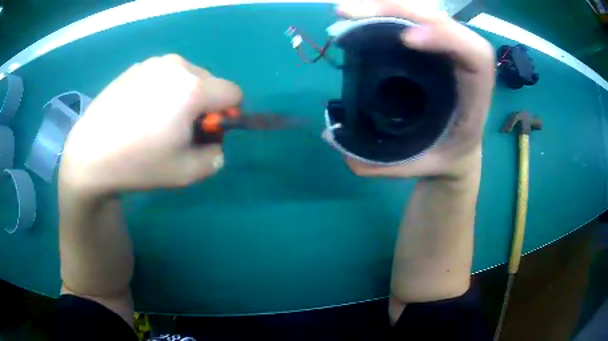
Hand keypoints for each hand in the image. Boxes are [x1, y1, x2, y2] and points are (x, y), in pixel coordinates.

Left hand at [60, 54, 241, 194]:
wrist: (89, 153)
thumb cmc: (137, 164)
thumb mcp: (185, 173)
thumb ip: (214, 158)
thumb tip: (215, 144)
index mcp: (192, 89)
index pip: (233, 92)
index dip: (228, 114)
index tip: (206, 131)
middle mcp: (176, 66)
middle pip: (210, 82)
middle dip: (203, 105)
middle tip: (177, 129)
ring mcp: (153, 63)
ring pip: (186, 76)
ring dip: (183, 96)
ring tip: (155, 120)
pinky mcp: (136, 67)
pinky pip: (163, 75)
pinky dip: (162, 90)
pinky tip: (138, 112)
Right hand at [337, 0, 493, 178]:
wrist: (458, 151)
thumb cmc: (446, 158)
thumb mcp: (420, 166)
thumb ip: (381, 162)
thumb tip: (334, 138)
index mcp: (475, 98)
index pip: (475, 56)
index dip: (447, 38)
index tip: (407, 39)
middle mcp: (464, 66)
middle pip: (443, 22)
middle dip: (400, 10)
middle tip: (351, 12)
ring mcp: (447, 53)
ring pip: (426, 15)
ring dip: (389, 6)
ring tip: (349, 10)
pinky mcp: (432, 48)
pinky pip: (415, 21)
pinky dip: (389, 12)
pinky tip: (362, 13)